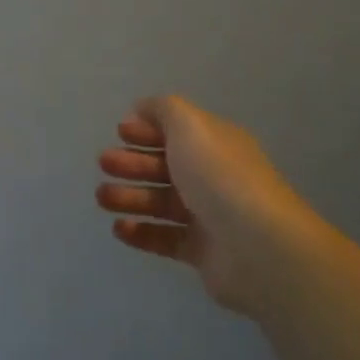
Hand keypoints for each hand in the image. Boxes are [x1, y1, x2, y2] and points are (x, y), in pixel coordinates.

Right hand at [96, 95, 310, 313]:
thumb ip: (164, 110)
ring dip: (129, 196)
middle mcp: (213, 176)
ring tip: (101, 197)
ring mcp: (209, 216)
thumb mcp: (190, 125)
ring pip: (161, 202)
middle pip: (165, 166)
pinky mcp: (202, 252)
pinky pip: (165, 238)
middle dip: (132, 162)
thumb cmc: (219, 175)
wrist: (257, 245)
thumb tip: (143, 107)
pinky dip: (141, 232)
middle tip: (104, 163)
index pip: (177, 131)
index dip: (148, 129)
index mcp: (215, 143)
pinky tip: (119, 228)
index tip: (119, 132)